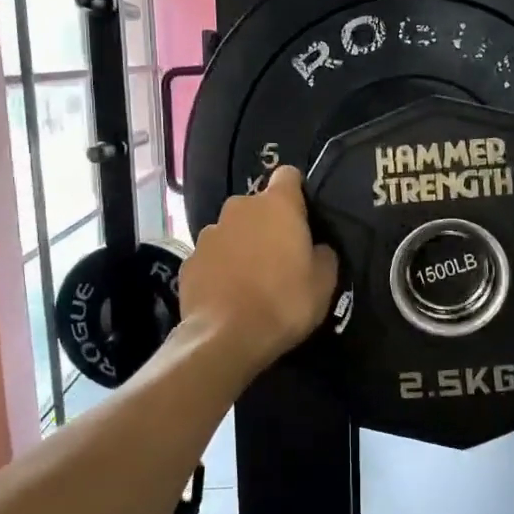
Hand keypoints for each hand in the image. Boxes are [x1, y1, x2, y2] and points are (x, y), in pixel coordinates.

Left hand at [179, 166, 338, 375]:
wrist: (225, 338)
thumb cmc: (284, 303)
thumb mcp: (324, 282)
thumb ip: (323, 254)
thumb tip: (316, 247)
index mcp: (277, 205)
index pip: (288, 175)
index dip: (297, 192)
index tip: (304, 216)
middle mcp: (239, 208)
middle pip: (258, 205)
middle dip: (268, 223)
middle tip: (281, 256)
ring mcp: (209, 233)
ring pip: (232, 230)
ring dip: (242, 245)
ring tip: (251, 278)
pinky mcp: (189, 260)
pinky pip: (213, 256)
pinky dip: (221, 267)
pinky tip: (228, 294)